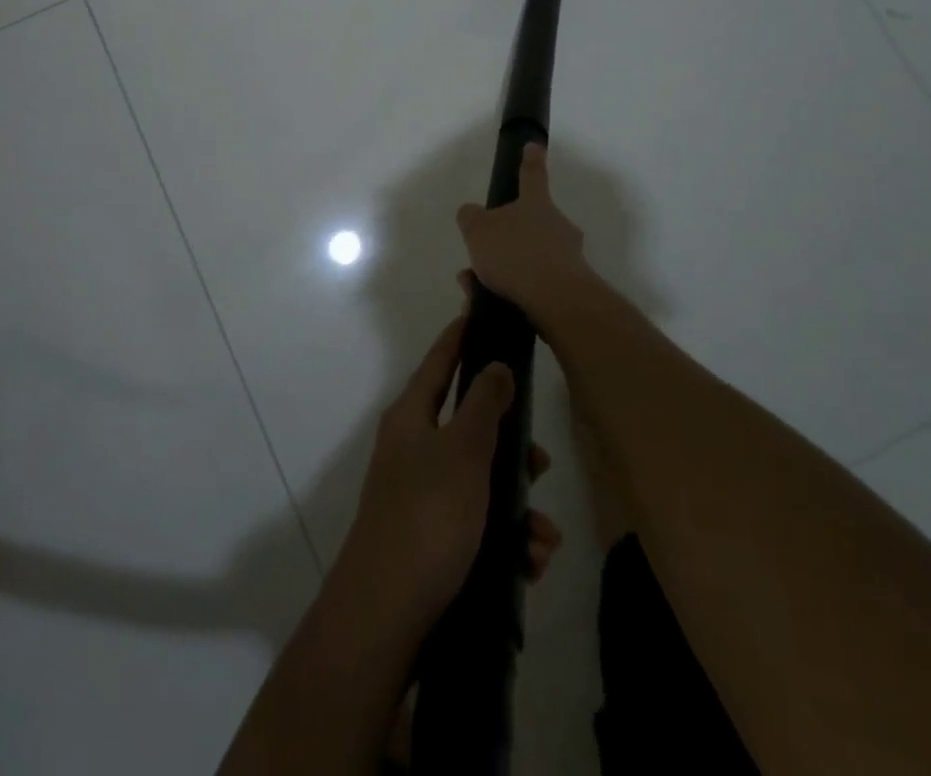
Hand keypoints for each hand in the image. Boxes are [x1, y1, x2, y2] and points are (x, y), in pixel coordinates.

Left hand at [341, 314, 561, 634]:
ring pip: (482, 483)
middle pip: (470, 427)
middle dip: (512, 447)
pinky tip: (530, 565)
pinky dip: (507, 541)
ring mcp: (422, 497)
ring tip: (543, 539)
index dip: (461, 336)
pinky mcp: (434, 541)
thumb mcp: (463, 451)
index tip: (481, 313)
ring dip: (519, 508)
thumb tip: (496, 364)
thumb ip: (484, 404)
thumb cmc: (427, 516)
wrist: (387, 617)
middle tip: (541, 462)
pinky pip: (479, 526)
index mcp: (412, 417)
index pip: (440, 361)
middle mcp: (414, 449)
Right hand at [455, 143, 595, 330]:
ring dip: (505, 268)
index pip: (532, 175)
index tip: (535, 146)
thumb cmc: (516, 255)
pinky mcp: (570, 287)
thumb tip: (471, 212)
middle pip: (531, 222)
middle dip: (507, 236)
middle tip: (483, 253)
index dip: (531, 160)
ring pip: (530, 256)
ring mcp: (568, 257)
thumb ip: (471, 218)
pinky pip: (535, 283)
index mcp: (536, 204)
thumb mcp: (478, 230)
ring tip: (475, 286)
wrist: (557, 301)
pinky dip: (513, 290)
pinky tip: (490, 303)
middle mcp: (557, 225)